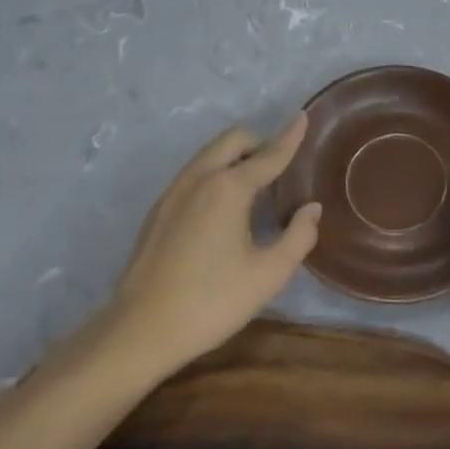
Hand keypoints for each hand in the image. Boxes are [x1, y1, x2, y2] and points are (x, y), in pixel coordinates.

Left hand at [98, 115, 318, 386]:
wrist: (138, 332)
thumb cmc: (210, 302)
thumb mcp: (268, 275)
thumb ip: (298, 236)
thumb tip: (311, 209)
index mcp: (229, 187)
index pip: (269, 154)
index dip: (290, 136)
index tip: (303, 116)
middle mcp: (200, 178)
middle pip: (234, 140)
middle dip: (260, 142)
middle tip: (279, 167)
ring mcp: (174, 191)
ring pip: (210, 153)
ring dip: (236, 156)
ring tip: (255, 188)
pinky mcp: (158, 210)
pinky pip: (195, 173)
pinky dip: (216, 172)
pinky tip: (224, 209)